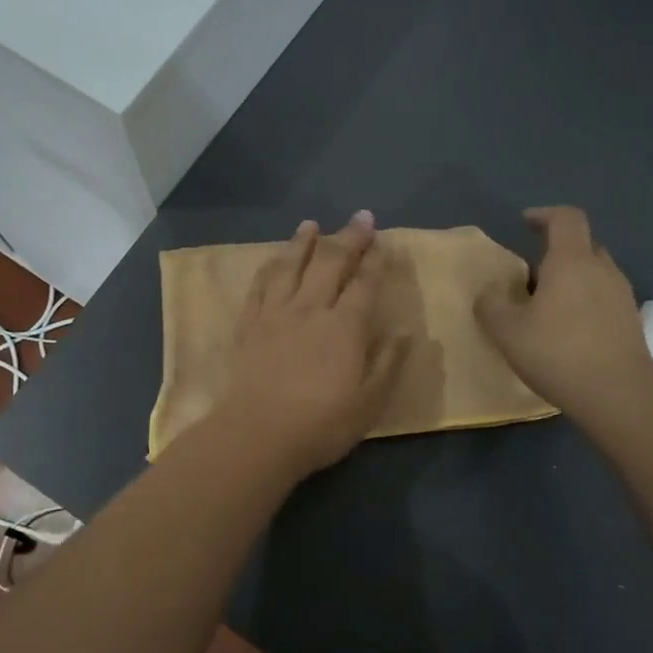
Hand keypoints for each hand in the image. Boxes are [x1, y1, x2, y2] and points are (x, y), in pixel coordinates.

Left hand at [216, 212, 407, 478]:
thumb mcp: (369, 402)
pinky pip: (259, 285)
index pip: (364, 283)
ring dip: (303, 242)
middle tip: (360, 217)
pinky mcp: (248, 324)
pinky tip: (273, 259)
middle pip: (331, 263)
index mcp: (345, 327)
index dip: (375, 260)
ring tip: (311, 224)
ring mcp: (275, 313)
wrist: (257, 435)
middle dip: (348, 238)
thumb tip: (404, 331)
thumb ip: (388, 363)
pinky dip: (269, 266)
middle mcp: (311, 309)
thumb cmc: (321, 424)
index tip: (383, 240)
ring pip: (290, 266)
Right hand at [475, 206, 652, 421]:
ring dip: (572, 279)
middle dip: (556, 252)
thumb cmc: (558, 353)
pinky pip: (604, 298)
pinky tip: (569, 331)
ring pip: (595, 273)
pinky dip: (585, 302)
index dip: (544, 215)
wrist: (618, 394)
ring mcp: (622, 295)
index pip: (565, 218)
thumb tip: (490, 293)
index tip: (524, 224)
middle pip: (582, 244)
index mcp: (571, 261)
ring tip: (548, 306)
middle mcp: (602, 269)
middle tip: (531, 275)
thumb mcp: (506, 331)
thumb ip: (490, 305)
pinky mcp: (631, 321)